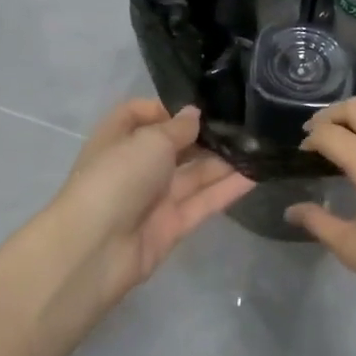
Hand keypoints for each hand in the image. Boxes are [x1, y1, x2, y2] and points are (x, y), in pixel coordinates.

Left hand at [51, 100, 253, 306]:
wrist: (95, 249)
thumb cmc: (117, 177)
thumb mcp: (149, 140)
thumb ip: (178, 128)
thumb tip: (194, 115)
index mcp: (118, 138)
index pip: (140, 114)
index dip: (167, 108)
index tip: (200, 106)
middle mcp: (136, 165)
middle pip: (174, 146)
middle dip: (205, 136)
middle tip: (244, 124)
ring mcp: (153, 198)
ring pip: (193, 175)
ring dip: (223, 161)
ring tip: (260, 145)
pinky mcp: (171, 226)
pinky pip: (202, 202)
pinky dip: (227, 189)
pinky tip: (256, 174)